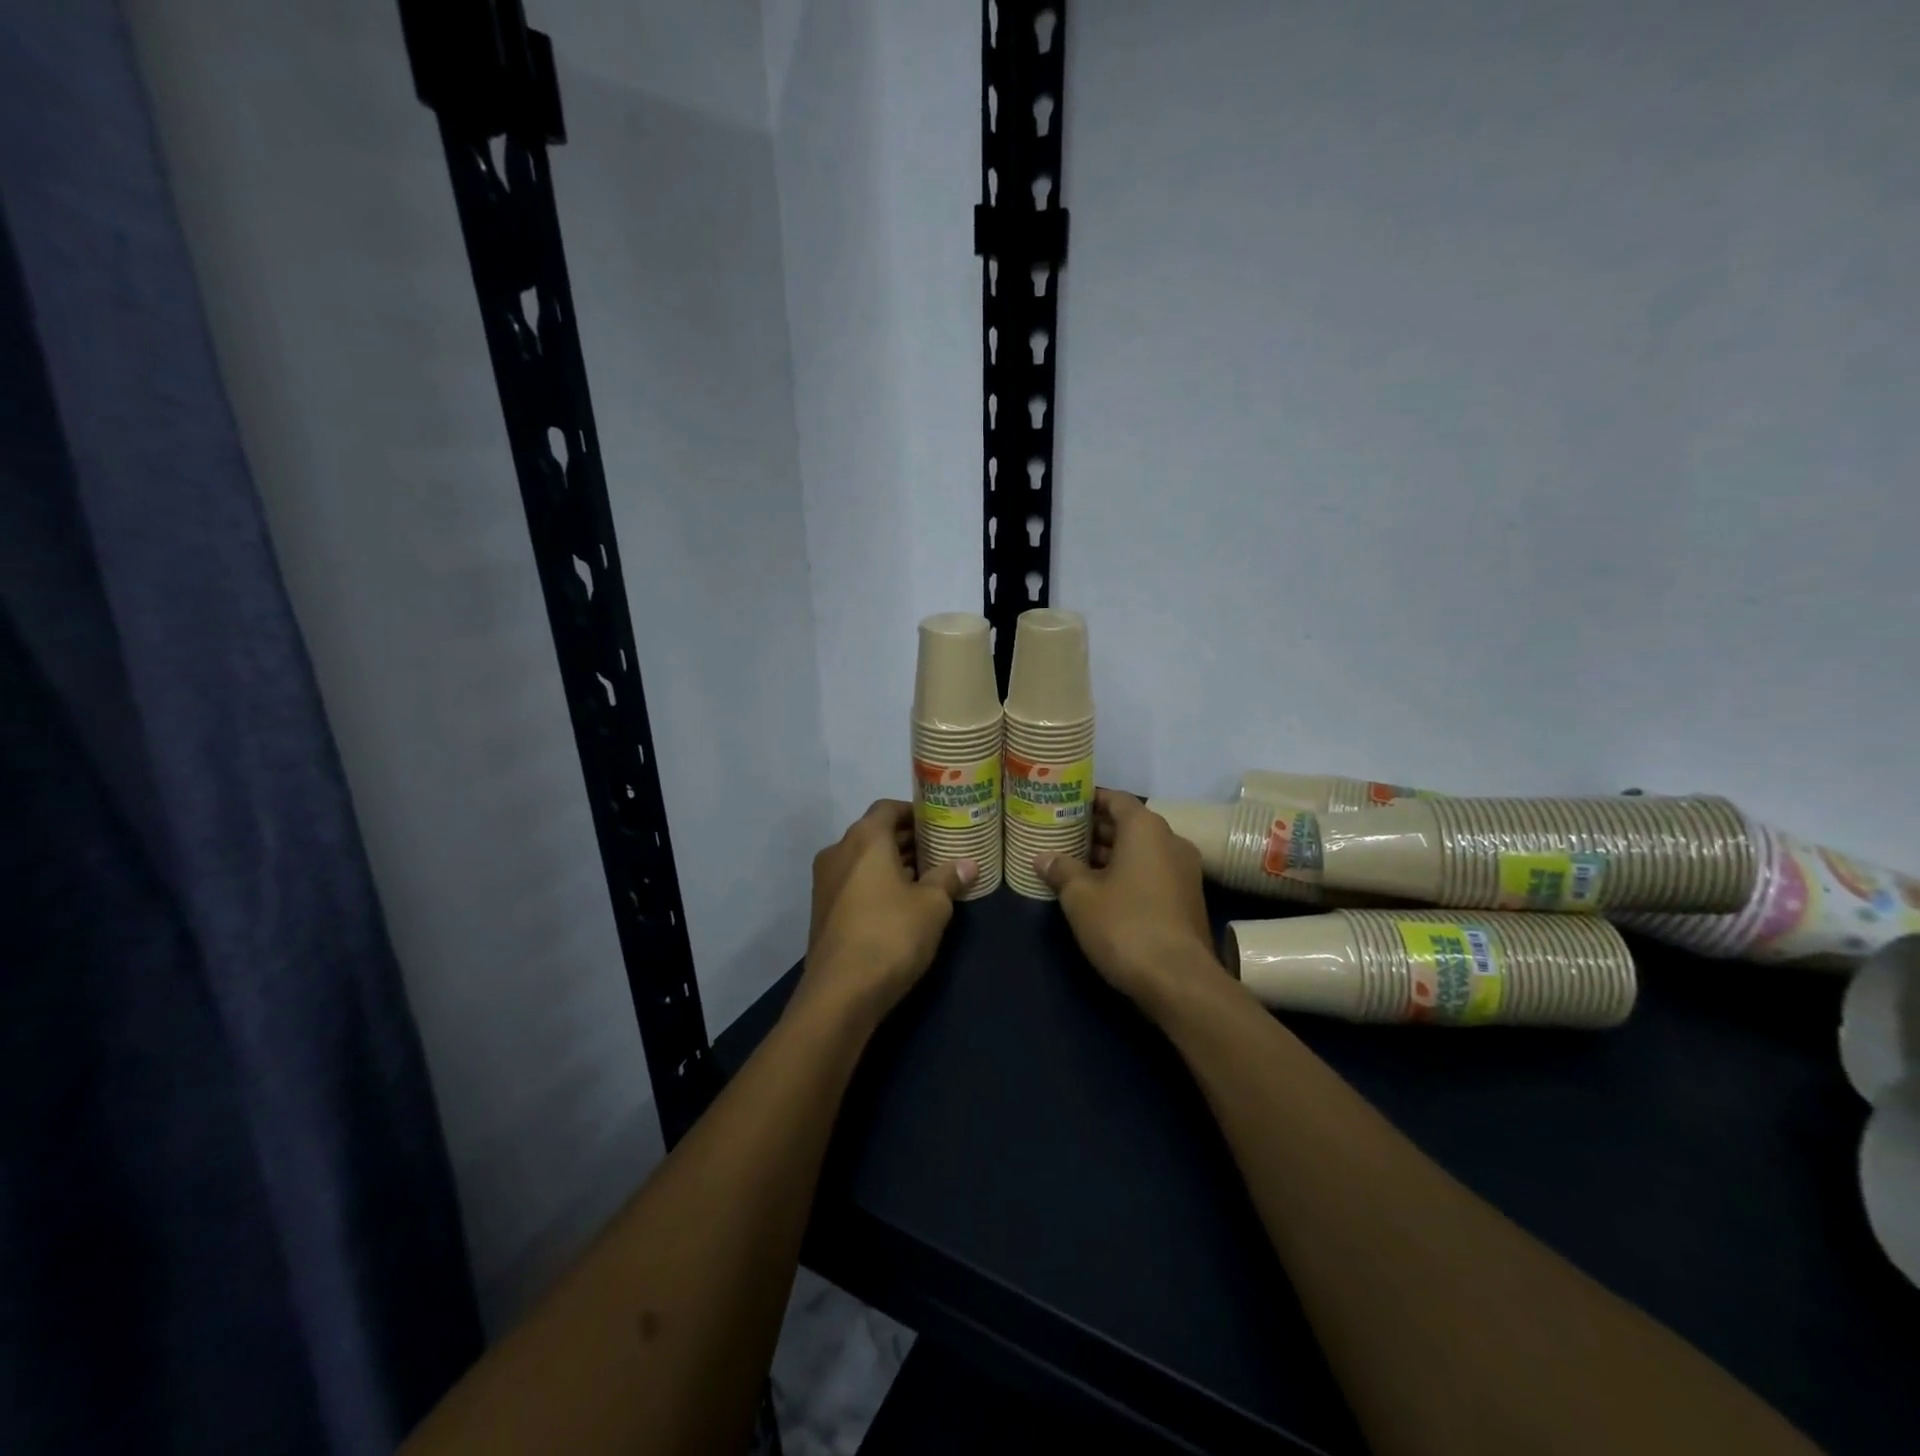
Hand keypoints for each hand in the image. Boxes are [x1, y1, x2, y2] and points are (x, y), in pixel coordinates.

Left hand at [798, 800, 975, 1022]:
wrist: (840, 993)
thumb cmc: (891, 935)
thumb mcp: (932, 906)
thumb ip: (949, 879)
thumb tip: (969, 865)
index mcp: (865, 839)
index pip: (887, 807)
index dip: (913, 812)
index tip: (938, 823)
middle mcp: (839, 852)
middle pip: (874, 833)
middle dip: (906, 839)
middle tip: (939, 849)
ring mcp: (825, 882)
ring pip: (863, 860)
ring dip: (891, 863)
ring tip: (926, 877)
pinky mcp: (823, 910)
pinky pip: (853, 882)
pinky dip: (875, 883)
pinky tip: (901, 903)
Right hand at [1036, 790, 1223, 1010]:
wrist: (1179, 980)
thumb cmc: (1125, 925)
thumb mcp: (1081, 897)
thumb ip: (1061, 870)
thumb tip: (1043, 857)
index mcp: (1146, 829)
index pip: (1116, 799)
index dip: (1089, 800)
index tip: (1064, 806)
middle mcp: (1170, 841)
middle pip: (1129, 824)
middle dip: (1096, 829)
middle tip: (1062, 835)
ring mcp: (1184, 871)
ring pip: (1141, 851)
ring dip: (1111, 854)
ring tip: (1075, 862)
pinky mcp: (1187, 898)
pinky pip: (1152, 872)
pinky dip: (1128, 873)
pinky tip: (1101, 890)